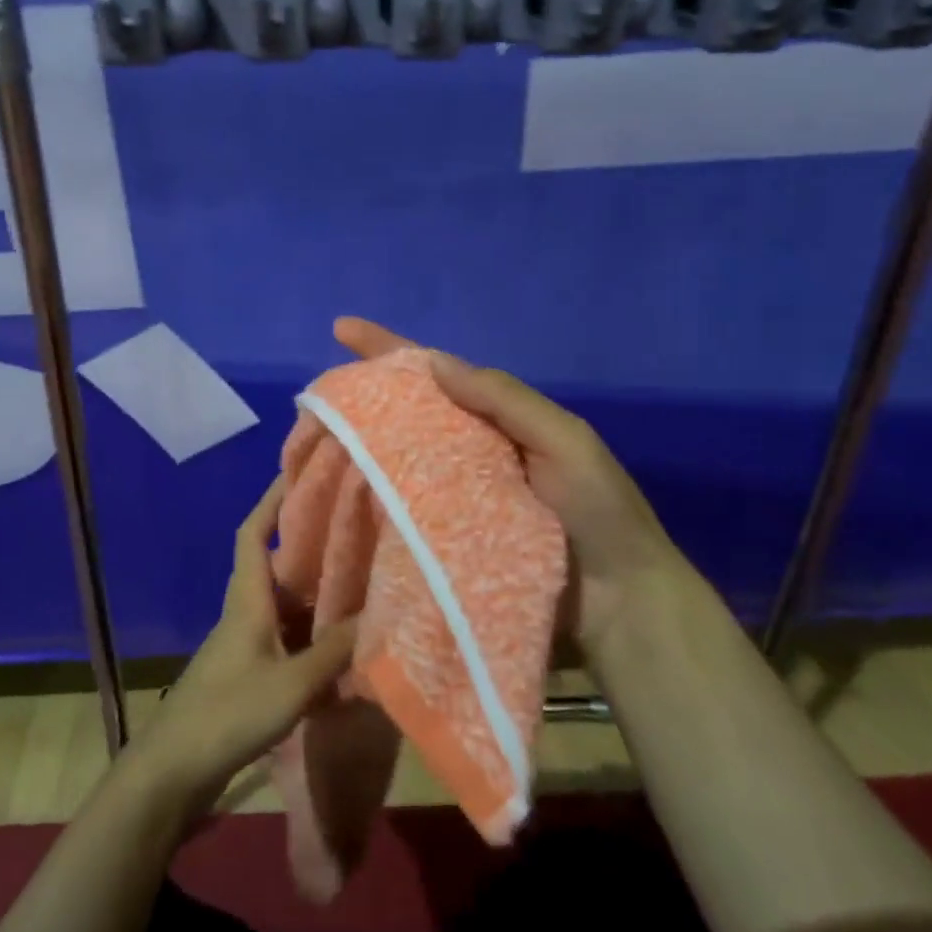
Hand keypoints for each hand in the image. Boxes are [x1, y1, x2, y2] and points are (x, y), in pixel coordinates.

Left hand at [125, 477, 357, 815]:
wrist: (173, 771)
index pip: (253, 533)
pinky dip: (312, 635)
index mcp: (247, 599)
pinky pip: (287, 639)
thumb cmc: (229, 714)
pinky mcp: (248, 673)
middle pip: (276, 565)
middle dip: (310, 545)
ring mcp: (245, 644)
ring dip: (315, 593)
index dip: (272, 500)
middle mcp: (244, 612)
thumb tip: (379, 615)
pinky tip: (340, 647)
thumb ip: (334, 650)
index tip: (297, 473)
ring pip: (285, 605)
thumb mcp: (291, 683)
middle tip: (351, 530)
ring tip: (358, 582)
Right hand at [334, 317, 700, 654]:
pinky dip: (371, 498)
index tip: (342, 328)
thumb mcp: (563, 439)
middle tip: (314, 398)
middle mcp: (467, 450)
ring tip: (311, 441)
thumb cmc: (598, 512)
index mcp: (496, 419)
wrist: (620, 602)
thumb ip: (504, 399)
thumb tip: (435, 363)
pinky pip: (401, 510)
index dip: (389, 348)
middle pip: (407, 412)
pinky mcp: (444, 539)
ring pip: (396, 460)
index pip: (436, 372)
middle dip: (363, 395)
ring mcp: (453, 496)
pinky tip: (336, 496)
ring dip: (357, 447)